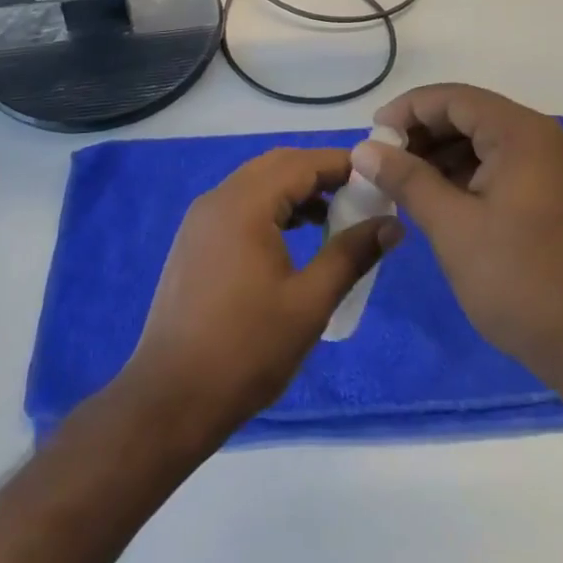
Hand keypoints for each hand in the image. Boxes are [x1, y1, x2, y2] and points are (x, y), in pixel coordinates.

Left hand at [123, 148, 400, 442]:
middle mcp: (218, 198)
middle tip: (358, 194)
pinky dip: (271, 207)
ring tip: (333, 217)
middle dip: (319, 173)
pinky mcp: (194, 241)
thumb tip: (392, 224)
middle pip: (277, 165)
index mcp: (245, 204)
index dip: (342, 164)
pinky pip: (239, 204)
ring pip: (256, 183)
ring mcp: (201, 219)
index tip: (378, 176)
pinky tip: (293, 238)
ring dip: (294, 190)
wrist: (170, 399)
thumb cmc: (246, 350)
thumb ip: (351, 255)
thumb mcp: (309, 303)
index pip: (301, 163)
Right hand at [356, 85, 562, 388]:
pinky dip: (468, 173)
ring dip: (444, 154)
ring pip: (486, 140)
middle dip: (424, 133)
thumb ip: (406, 179)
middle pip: (471, 115)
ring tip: (404, 182)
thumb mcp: (451, 226)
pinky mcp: (556, 192)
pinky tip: (439, 197)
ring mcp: (554, 165)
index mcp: (522, 133)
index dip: (408, 110)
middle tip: (384, 161)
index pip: (454, 98)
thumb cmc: (517, 279)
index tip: (372, 136)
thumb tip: (363, 150)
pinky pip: (503, 164)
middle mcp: (543, 137)